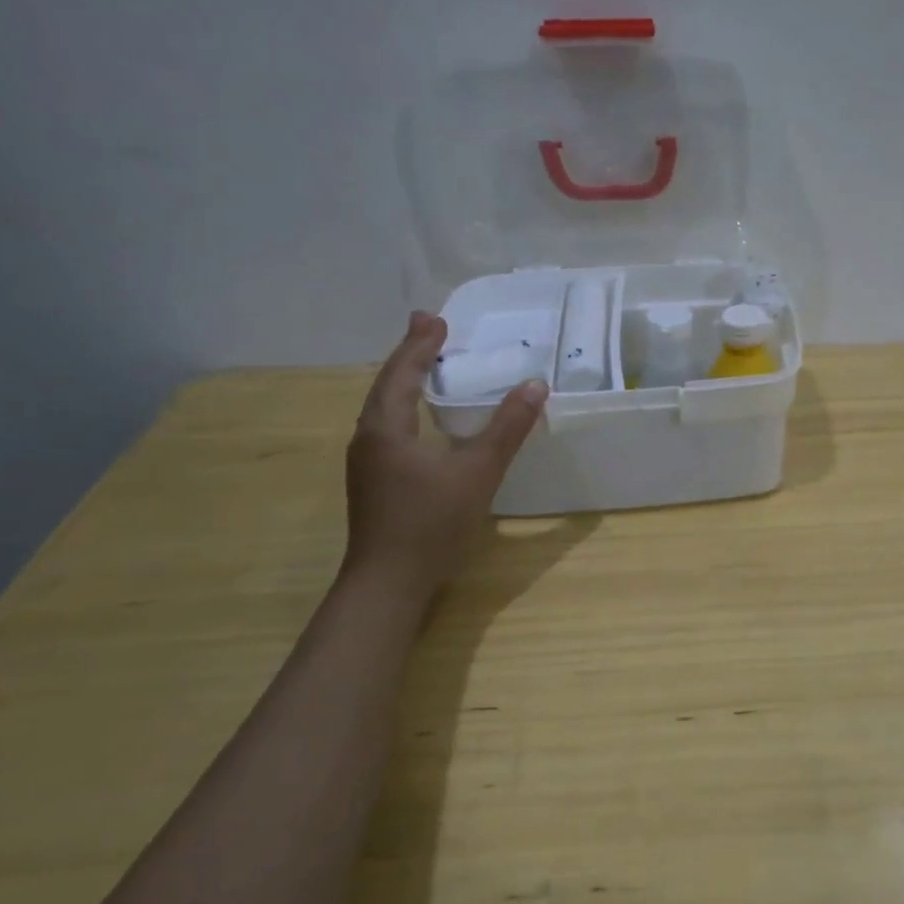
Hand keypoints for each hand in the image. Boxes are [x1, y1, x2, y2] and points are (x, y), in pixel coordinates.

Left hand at [343, 311, 546, 593]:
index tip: (436, 318)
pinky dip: (407, 409)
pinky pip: (390, 429)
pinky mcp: (376, 484)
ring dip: (406, 382)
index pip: (402, 373)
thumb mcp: (477, 472)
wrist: (388, 585)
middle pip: (388, 386)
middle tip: (431, 330)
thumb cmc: (430, 523)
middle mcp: (369, 439)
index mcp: (385, 429)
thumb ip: (507, 429)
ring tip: (427, 365)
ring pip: (386, 409)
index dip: (420, 345)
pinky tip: (423, 420)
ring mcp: (368, 464)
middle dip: (410, 356)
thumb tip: (535, 386)